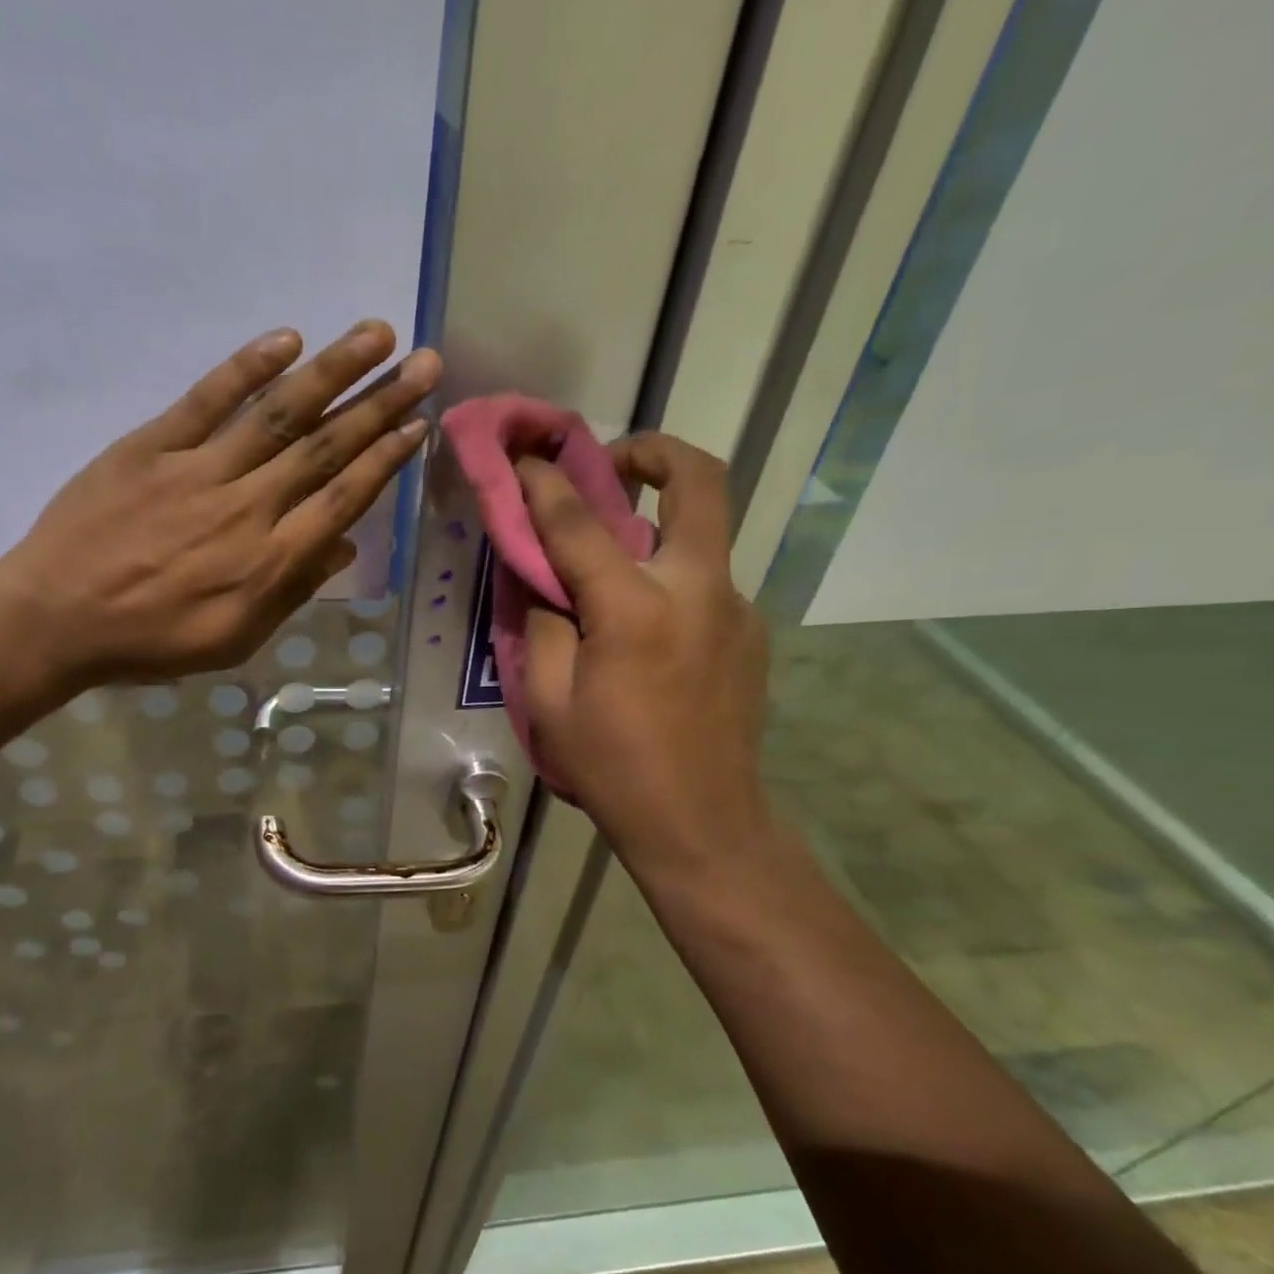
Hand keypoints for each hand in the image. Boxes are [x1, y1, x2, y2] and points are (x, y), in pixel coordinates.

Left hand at [0, 321, 439, 688]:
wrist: (55, 619)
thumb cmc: (150, 642)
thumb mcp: (233, 640)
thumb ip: (291, 593)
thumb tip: (344, 546)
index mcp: (269, 563)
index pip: (342, 500)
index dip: (384, 460)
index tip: (418, 425)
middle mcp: (246, 508)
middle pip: (325, 448)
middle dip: (380, 404)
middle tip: (425, 365)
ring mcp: (198, 470)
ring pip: (278, 415)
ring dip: (333, 371)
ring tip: (377, 334)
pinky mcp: (151, 445)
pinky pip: (206, 400)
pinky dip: (247, 368)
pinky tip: (288, 339)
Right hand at [518, 434, 773, 882]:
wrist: (702, 822)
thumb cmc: (611, 767)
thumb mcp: (547, 701)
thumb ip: (542, 623)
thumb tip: (542, 574)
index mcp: (634, 608)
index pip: (580, 521)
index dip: (544, 482)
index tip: (523, 458)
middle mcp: (697, 588)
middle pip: (700, 480)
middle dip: (655, 451)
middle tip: (614, 464)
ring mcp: (735, 607)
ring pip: (703, 531)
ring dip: (658, 523)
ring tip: (611, 567)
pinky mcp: (750, 631)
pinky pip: (704, 580)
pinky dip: (668, 577)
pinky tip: (642, 628)